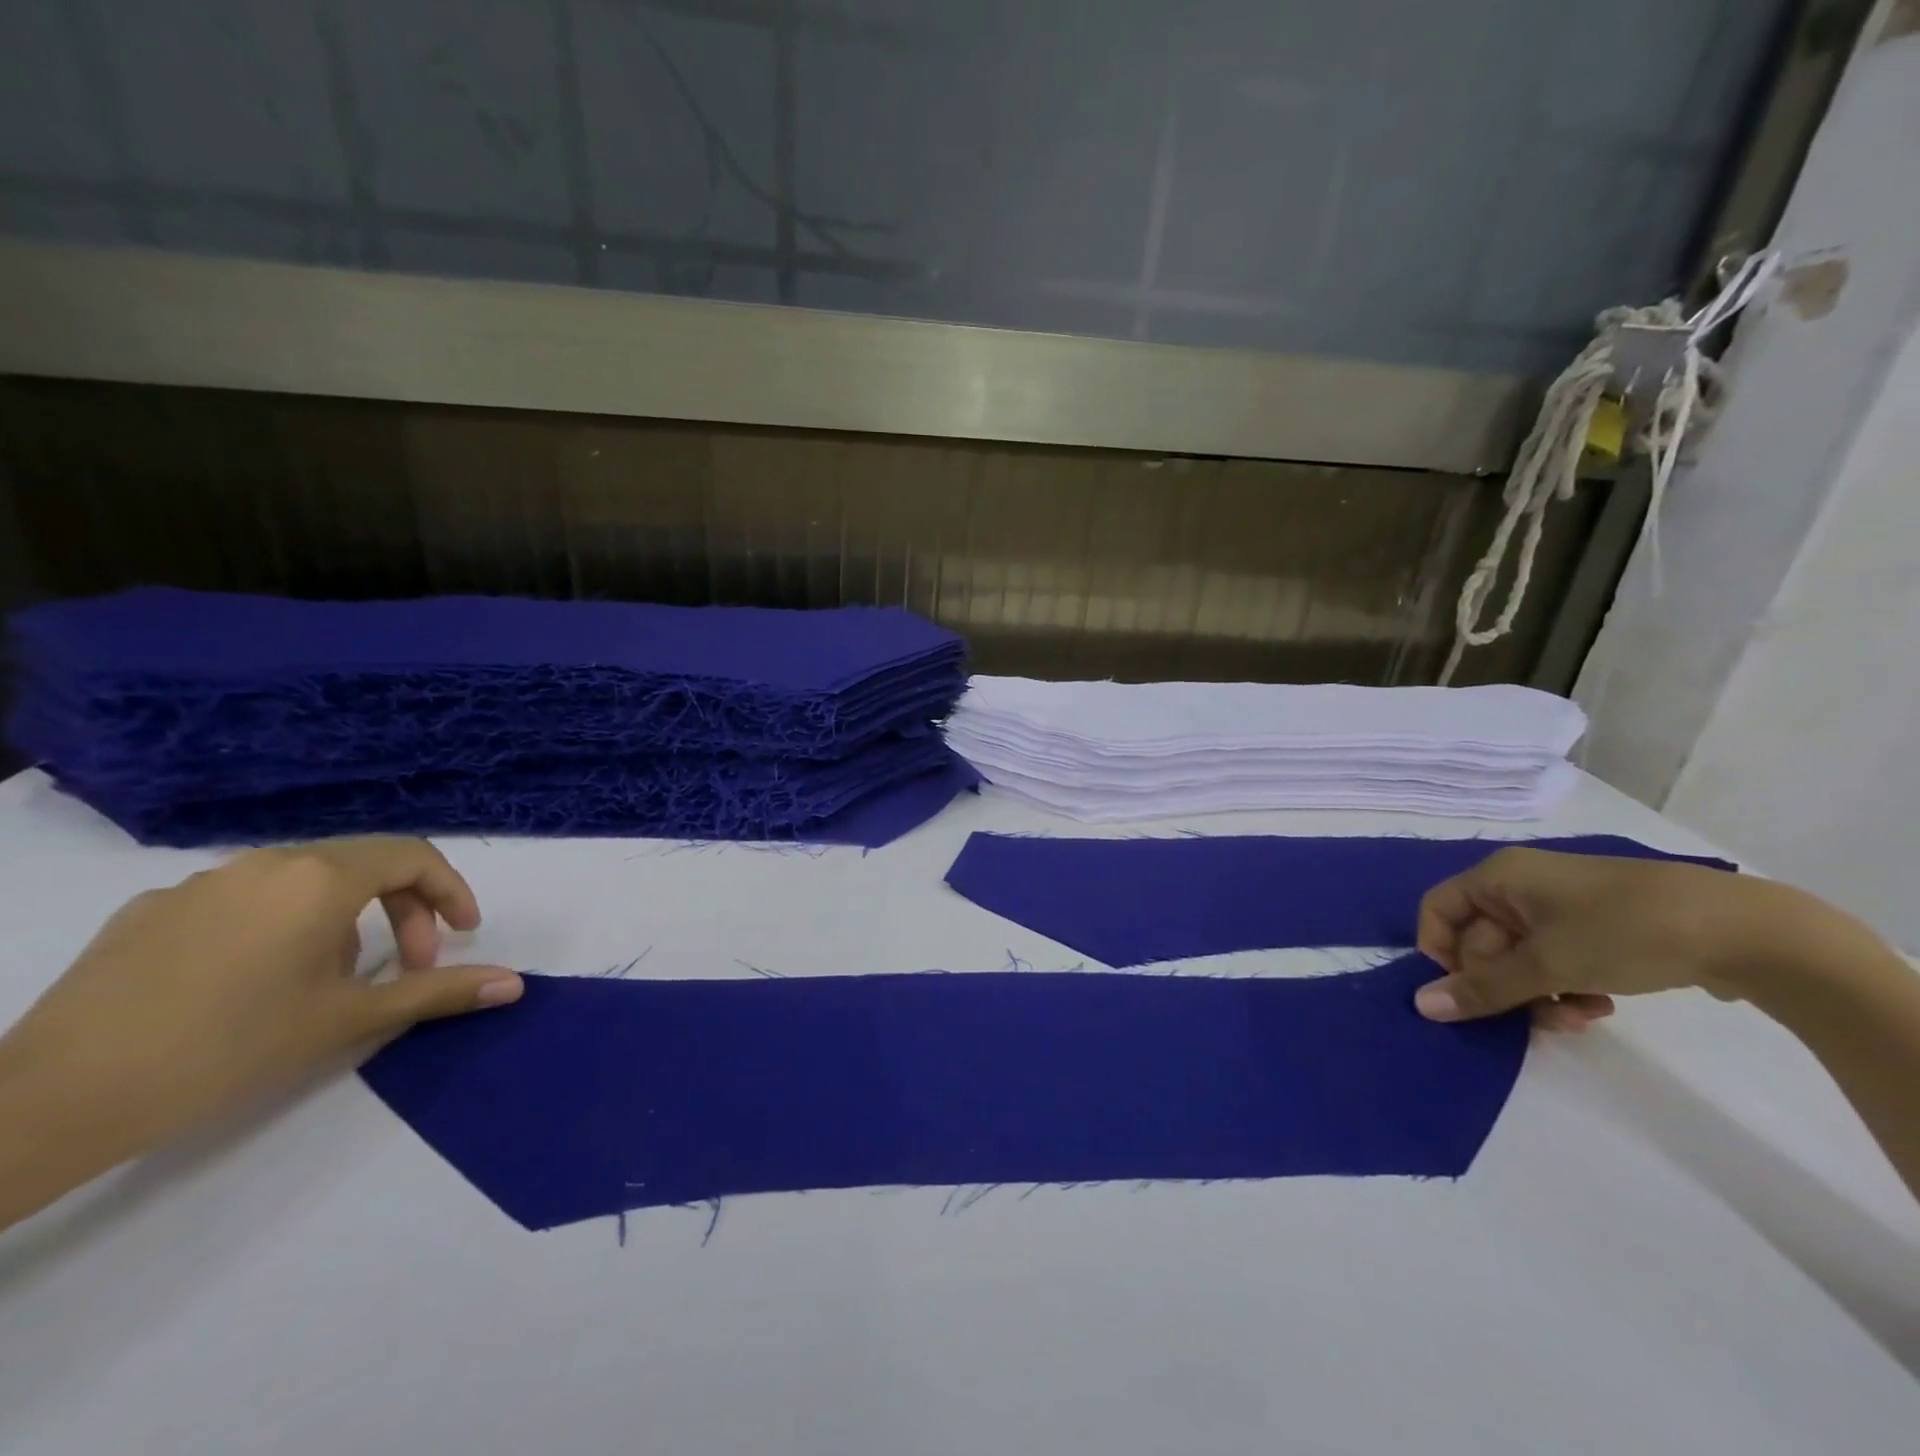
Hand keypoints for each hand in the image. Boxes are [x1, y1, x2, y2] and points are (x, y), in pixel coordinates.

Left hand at [0, 837, 521, 1228]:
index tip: (464, 935)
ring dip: (345, 920)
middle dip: (403, 910)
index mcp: (320, 877)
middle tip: (410, 966)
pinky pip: (245, 900)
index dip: (451, 891)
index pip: (414, 857)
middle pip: (364, 864)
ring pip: (304, 882)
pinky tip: (255, 982)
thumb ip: (439, 991)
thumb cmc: (229, 1048)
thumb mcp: (350, 1018)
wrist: (52, 1099)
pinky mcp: (151, 910)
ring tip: (333, 981)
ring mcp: (202, 882)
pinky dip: (281, 925)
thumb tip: (515, 984)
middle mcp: (266, 862)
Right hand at [1411, 847, 1799, 1030]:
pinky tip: (1600, 1006)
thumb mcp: (1548, 964)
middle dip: (1505, 985)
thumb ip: (1483, 988)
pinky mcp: (1596, 927)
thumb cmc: (1625, 931)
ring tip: (1578, 1017)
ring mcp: (1560, 907)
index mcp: (1498, 877)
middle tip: (1538, 1017)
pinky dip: (1567, 986)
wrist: (1747, 930)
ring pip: (1519, 957)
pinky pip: (1555, 959)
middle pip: (1480, 940)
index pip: (1438, 911)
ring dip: (1537, 994)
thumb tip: (1422, 1006)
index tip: (1470, 993)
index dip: (1441, 954)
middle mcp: (1521, 885)